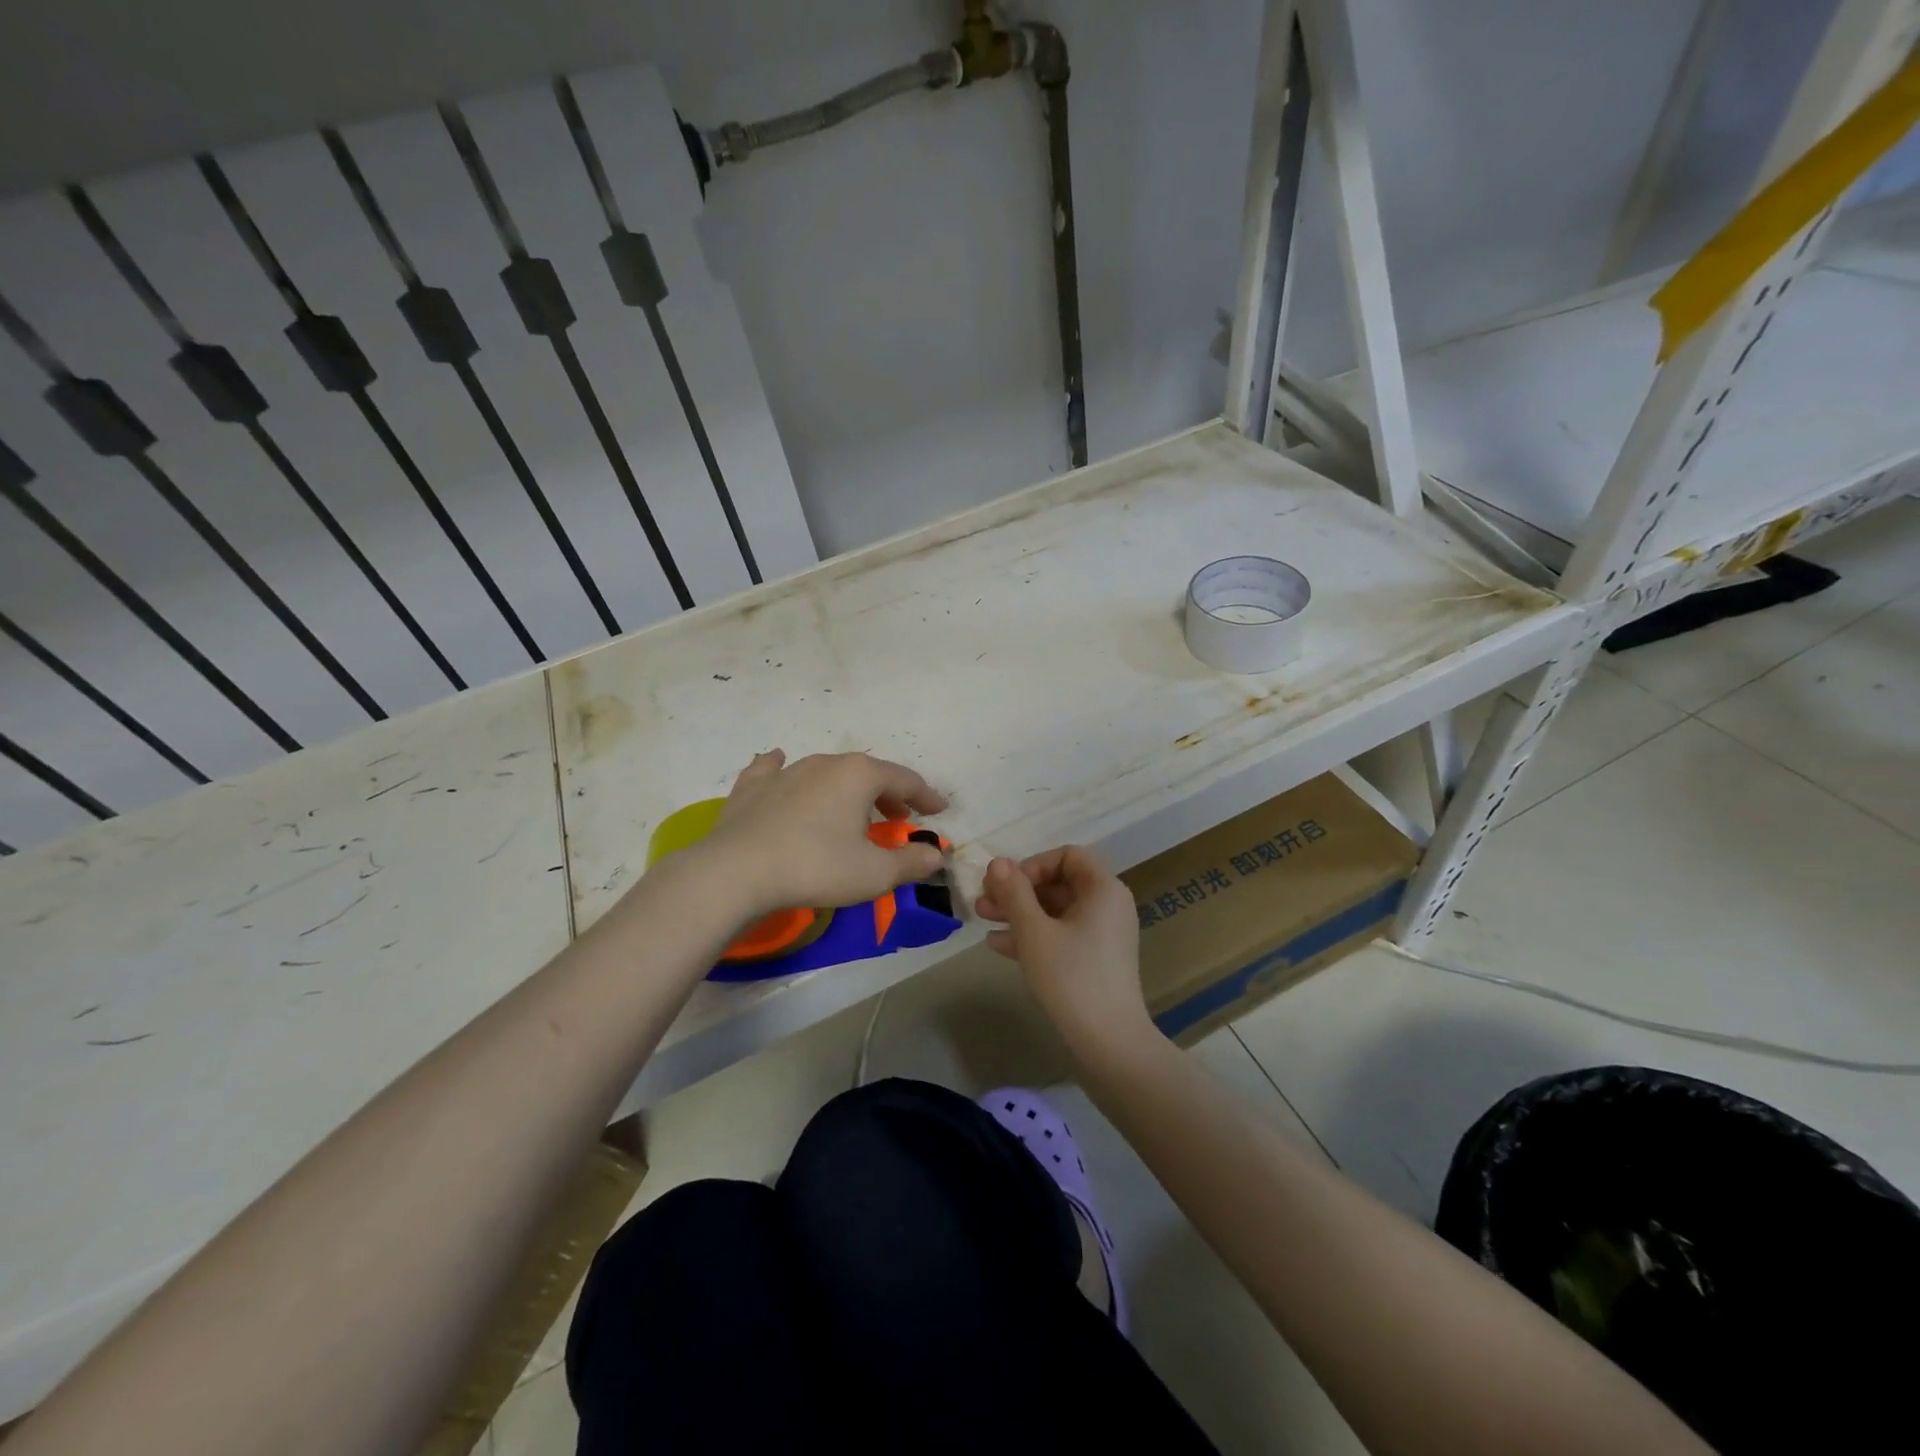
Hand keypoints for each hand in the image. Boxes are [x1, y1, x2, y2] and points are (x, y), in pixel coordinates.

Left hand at [697, 750, 947, 917]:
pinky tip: (779, 764)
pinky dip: (785, 769)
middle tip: (898, 817)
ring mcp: (786, 771)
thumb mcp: (874, 874)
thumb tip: (935, 854)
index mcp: (860, 776)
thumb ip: (910, 862)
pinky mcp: (753, 786)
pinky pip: (774, 769)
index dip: (926, 796)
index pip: (905, 780)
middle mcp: (826, 762)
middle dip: (888, 793)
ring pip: (827, 772)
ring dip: (846, 789)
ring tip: (852, 810)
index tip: (939, 809)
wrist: (736, 872)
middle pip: (867, 773)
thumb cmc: (816, 867)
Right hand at [975, 847, 1158, 1059]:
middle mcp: (1108, 905)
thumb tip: (998, 862)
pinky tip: (998, 945)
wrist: (1108, 1043)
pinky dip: (1033, 935)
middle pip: (1058, 883)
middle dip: (1018, 891)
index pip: (1067, 856)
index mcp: (1103, 889)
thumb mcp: (1034, 931)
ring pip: (1056, 911)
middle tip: (982, 901)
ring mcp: (1103, 935)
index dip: (1033, 864)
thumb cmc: (1071, 977)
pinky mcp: (1095, 960)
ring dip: (1019, 912)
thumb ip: (1014, 893)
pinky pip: (1062, 935)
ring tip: (982, 918)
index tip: (1008, 886)